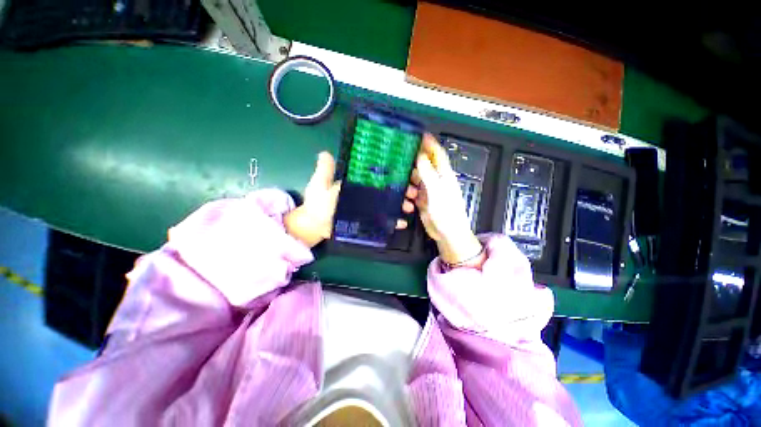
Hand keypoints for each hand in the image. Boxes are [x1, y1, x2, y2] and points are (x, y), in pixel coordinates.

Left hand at [285, 152, 410, 247]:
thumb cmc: (317, 204)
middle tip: (413, 192)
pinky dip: (394, 221)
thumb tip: (325, 152)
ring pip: (389, 203)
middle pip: (388, 189)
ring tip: (410, 207)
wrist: (314, 226)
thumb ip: (325, 171)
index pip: (379, 175)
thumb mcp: (320, 184)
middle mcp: (367, 193)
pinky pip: (384, 220)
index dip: (394, 173)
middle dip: (403, 189)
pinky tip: (402, 223)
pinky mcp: (369, 220)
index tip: (407, 173)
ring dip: (402, 204)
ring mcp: (369, 208)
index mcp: (359, 182)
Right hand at [402, 134, 483, 265]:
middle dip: (414, 167)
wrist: (447, 234)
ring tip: (408, 193)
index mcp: (444, 176)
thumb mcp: (436, 191)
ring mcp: (429, 192)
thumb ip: (428, 173)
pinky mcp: (423, 202)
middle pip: (424, 167)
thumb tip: (421, 156)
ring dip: (409, 185)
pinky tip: (408, 204)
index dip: (431, 145)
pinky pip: (413, 194)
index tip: (422, 135)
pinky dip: (408, 197)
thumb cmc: (447, 213)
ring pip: (416, 181)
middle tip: (403, 166)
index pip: (438, 156)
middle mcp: (437, 182)